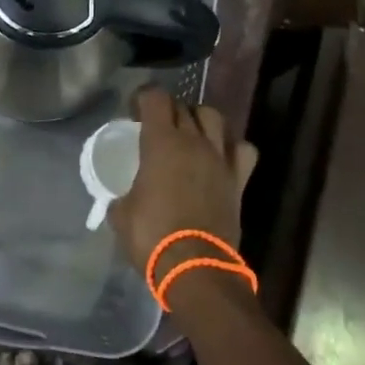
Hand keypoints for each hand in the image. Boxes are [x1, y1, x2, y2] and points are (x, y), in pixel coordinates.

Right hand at [108, 87, 258, 282]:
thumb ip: (121, 196)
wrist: (196, 267)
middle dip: (167, 110)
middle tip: (156, 127)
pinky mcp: (239, 179)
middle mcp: (194, 141)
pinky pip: (243, 149)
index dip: (143, 97)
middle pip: (183, 106)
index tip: (134, 111)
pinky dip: (232, 147)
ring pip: (215, 118)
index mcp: (161, 142)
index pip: (155, 97)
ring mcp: (220, 158)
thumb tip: (122, 198)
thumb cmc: (152, 236)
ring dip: (200, 119)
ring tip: (190, 133)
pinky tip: (221, 156)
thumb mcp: (121, 214)